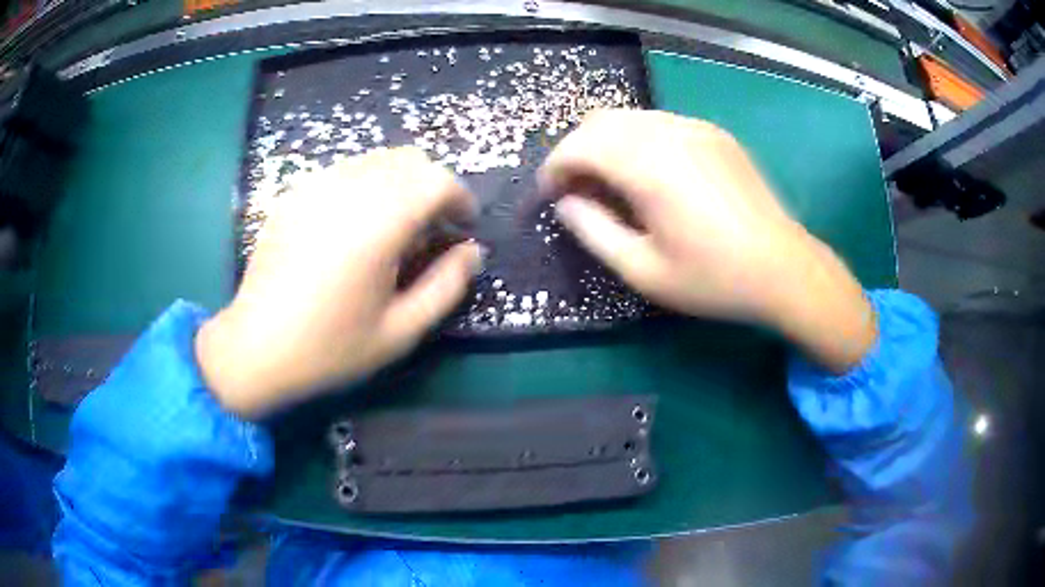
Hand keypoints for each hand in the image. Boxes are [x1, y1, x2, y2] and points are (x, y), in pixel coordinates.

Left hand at [196, 148, 481, 418]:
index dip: (460, 197)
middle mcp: (347, 192)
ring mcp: (315, 187)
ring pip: (376, 159)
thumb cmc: (330, 347)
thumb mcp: (400, 331)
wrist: (256, 347)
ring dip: (400, 182)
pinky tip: (356, 223)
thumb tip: (472, 252)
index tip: (464, 225)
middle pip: (408, 160)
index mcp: (377, 225)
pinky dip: (367, 184)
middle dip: (433, 186)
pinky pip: (344, 170)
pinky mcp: (294, 193)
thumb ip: (446, 287)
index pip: (435, 181)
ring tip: (397, 224)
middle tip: (434, 225)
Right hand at [540, 110, 875, 372]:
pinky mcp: (714, 133)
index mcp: (648, 165)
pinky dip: (638, 141)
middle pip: (599, 121)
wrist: (784, 268)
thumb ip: (594, 232)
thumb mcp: (643, 270)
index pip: (579, 146)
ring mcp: (695, 127)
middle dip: (576, 152)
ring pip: (629, 118)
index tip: (550, 197)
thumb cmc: (713, 278)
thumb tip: (565, 204)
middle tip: (577, 191)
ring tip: (611, 184)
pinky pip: (659, 124)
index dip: (554, 168)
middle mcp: (668, 132)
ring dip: (606, 144)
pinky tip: (651, 175)